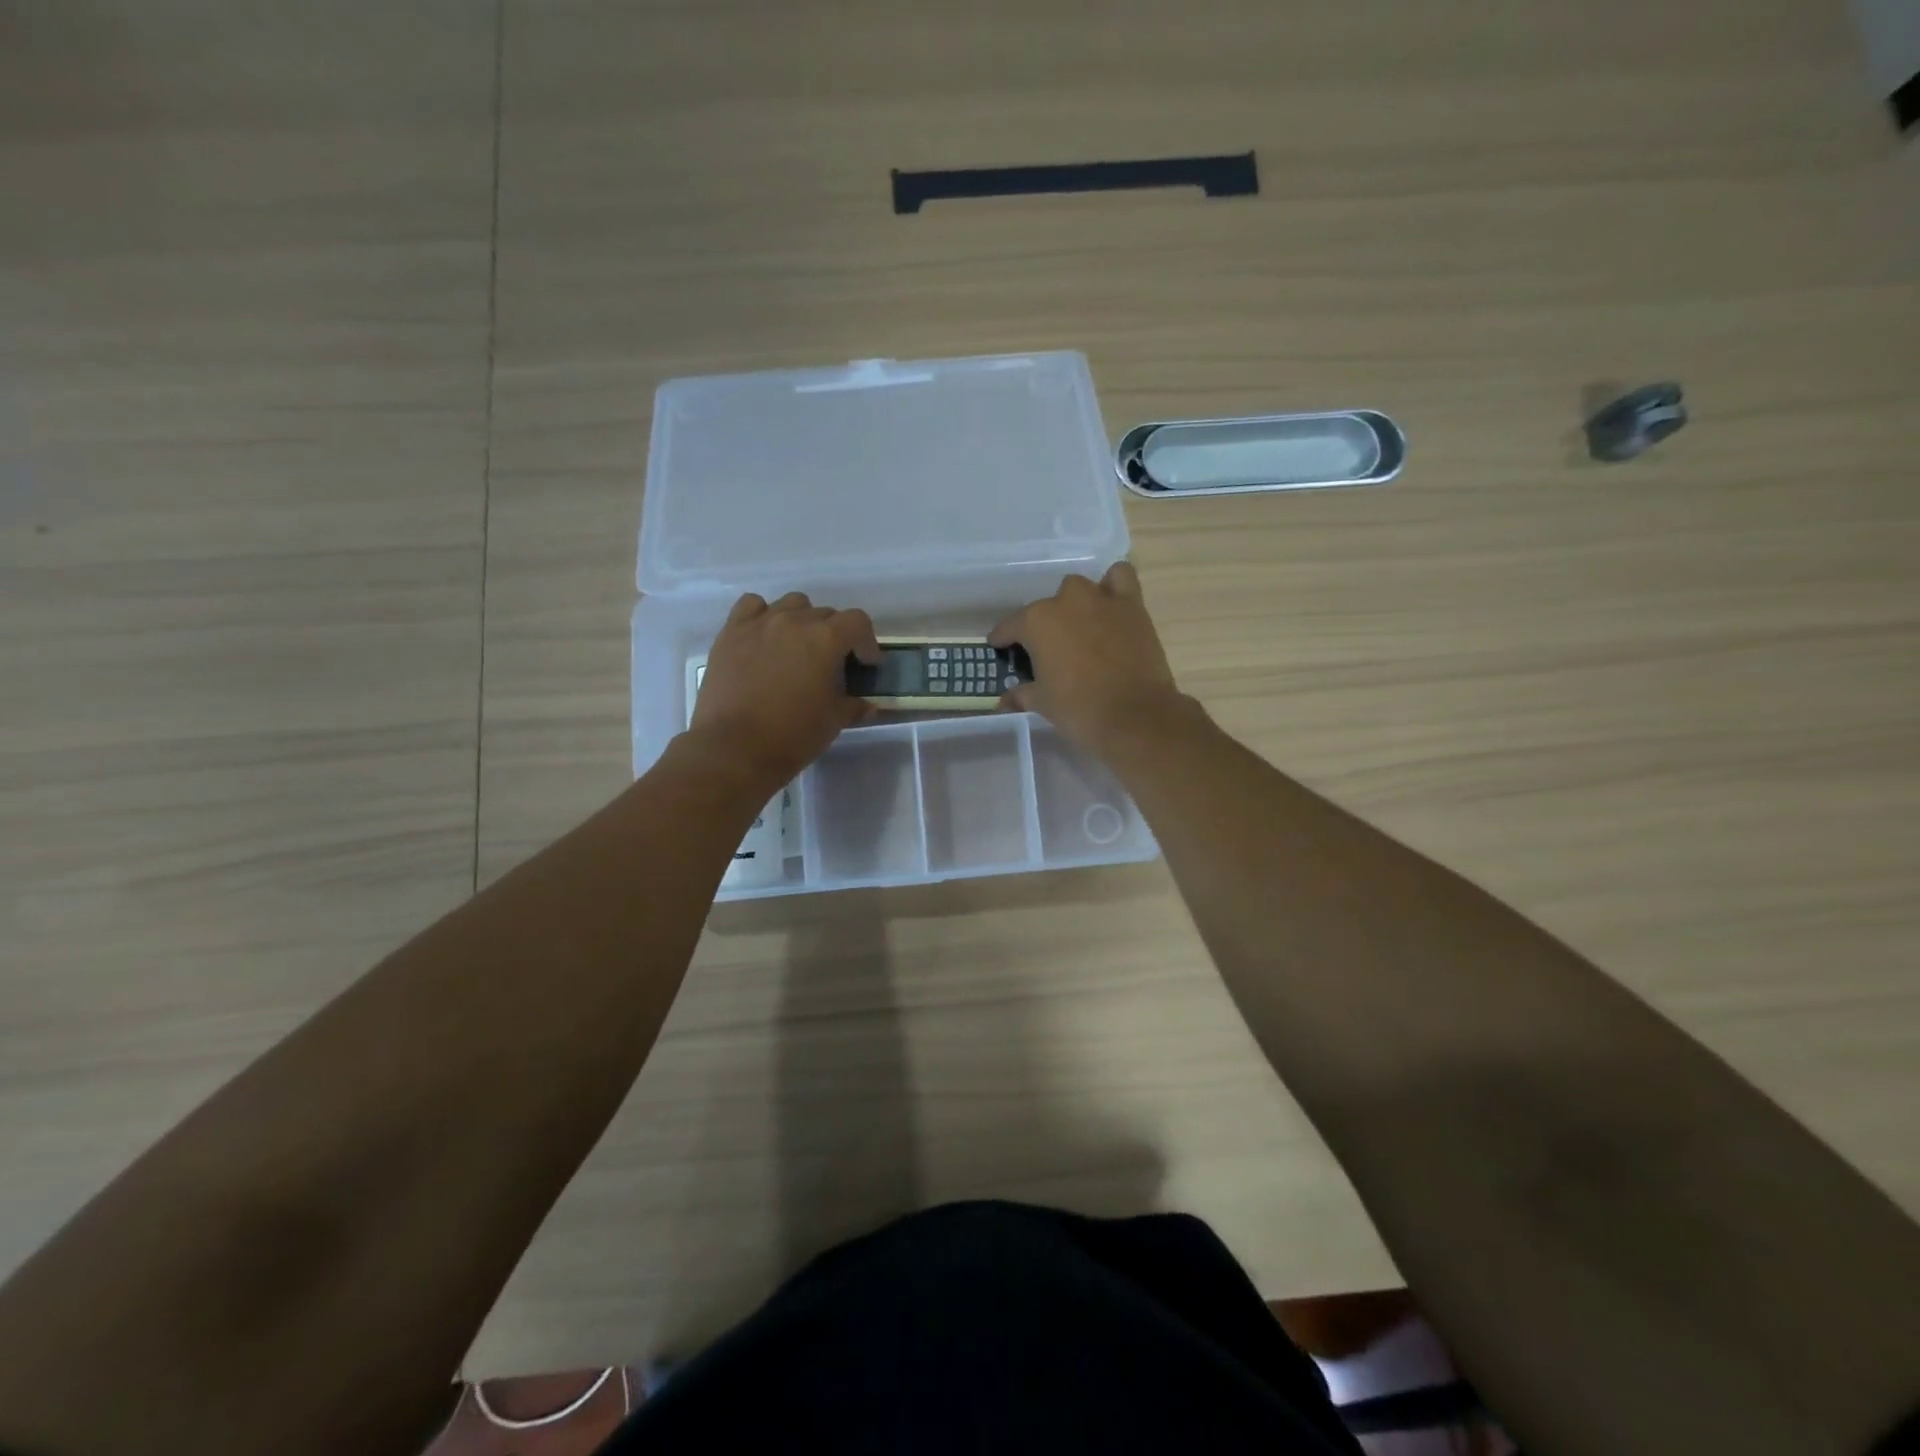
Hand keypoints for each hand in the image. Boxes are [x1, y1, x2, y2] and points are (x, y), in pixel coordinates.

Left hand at [689, 592, 880, 790]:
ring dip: (802, 620)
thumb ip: (855, 706)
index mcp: (826, 639)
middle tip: (831, 664)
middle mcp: (794, 621)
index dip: (866, 642)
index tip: (865, 665)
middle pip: (825, 613)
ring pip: (791, 604)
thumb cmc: (793, 735)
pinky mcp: (731, 632)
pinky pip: (752, 606)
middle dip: (835, 635)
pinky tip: (764, 637)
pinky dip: (763, 615)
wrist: (734, 749)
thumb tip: (870, 705)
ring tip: (797, 647)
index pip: (858, 622)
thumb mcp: (834, 721)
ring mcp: (760, 623)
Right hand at [989, 563, 1189, 754]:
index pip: (1010, 626)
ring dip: (1075, 603)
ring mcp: (1101, 600)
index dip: (1002, 638)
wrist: (1134, 716)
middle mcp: (1066, 601)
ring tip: (1078, 625)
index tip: (999, 646)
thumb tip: (1006, 699)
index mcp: (1037, 622)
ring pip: (1080, 588)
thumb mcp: (1042, 703)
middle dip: (1044, 624)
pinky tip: (1110, 605)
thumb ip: (1022, 694)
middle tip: (1047, 649)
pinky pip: (1120, 578)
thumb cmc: (1079, 709)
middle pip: (1046, 606)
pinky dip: (1113, 586)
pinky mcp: (1132, 606)